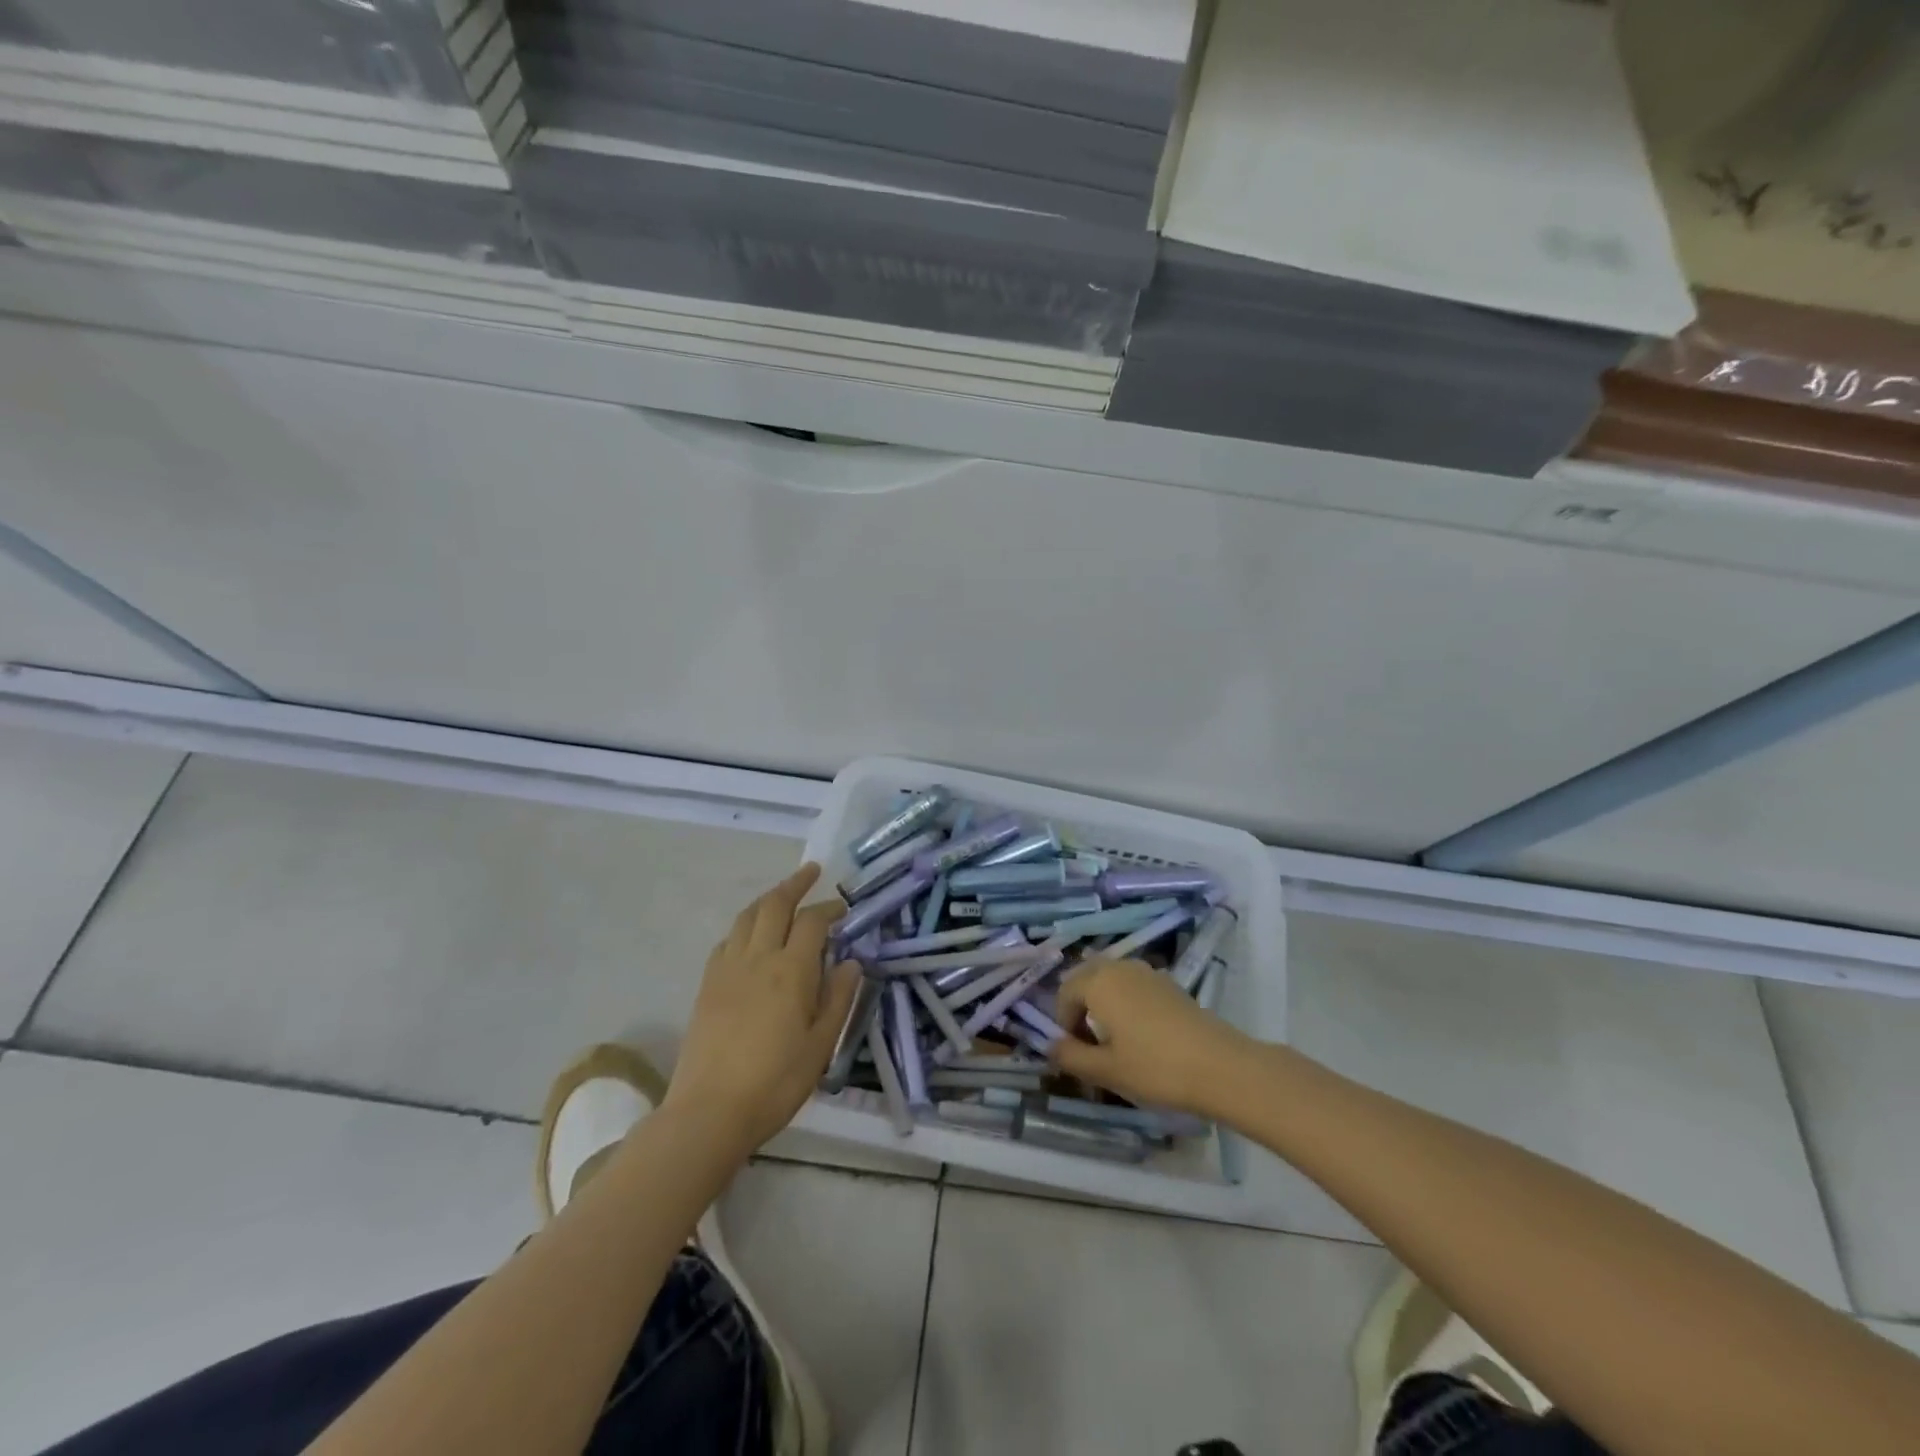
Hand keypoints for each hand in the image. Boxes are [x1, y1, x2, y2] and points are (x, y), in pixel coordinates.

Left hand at [664, 864, 860, 1155]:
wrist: (709, 1111)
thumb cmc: (776, 1082)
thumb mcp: (821, 1045)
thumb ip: (838, 999)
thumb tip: (851, 962)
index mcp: (791, 970)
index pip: (813, 922)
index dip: (829, 909)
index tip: (843, 908)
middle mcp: (758, 958)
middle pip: (775, 905)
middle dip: (795, 883)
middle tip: (811, 872)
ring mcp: (727, 969)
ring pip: (747, 916)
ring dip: (768, 899)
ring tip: (782, 894)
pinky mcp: (707, 985)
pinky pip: (728, 940)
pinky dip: (745, 926)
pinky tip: (750, 936)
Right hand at [1050, 957, 1257, 1118]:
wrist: (1220, 1067)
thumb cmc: (1155, 1068)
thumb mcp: (1106, 1070)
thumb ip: (1072, 1057)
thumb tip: (1051, 1047)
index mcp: (1098, 982)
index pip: (1065, 993)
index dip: (1063, 1023)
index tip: (1074, 1052)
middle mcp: (1120, 967)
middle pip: (1087, 978)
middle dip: (1080, 1006)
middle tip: (1088, 1042)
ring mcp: (1148, 972)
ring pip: (1111, 979)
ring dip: (1103, 1001)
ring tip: (1113, 1038)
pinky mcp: (1170, 984)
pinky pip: (1134, 984)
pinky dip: (1126, 1001)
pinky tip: (1141, 1034)